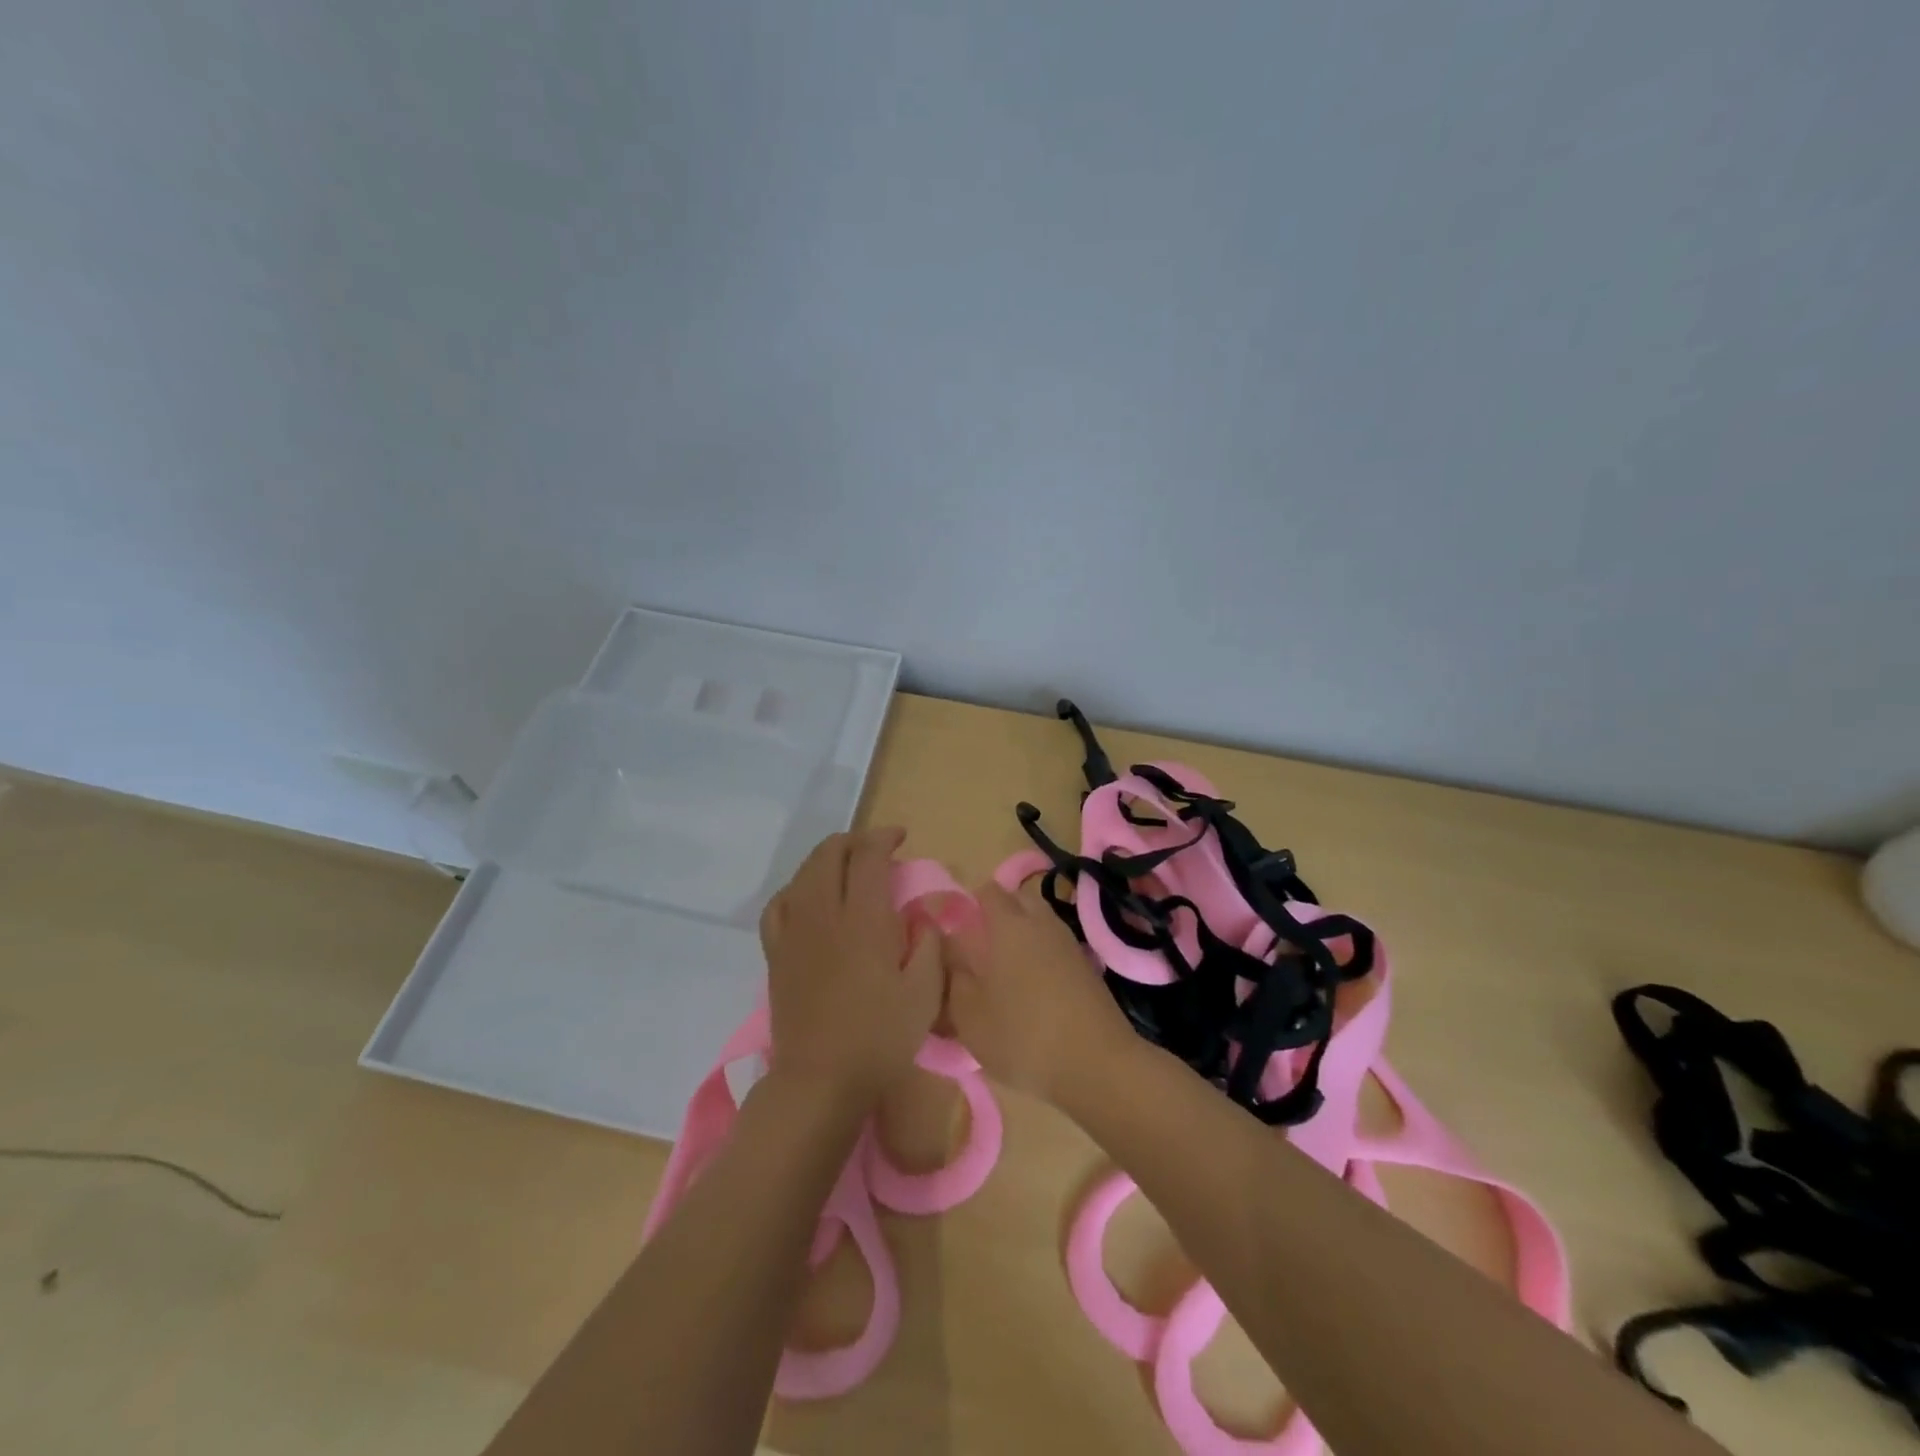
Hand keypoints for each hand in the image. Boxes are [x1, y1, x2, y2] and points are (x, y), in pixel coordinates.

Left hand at [759, 827, 943, 1107]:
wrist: (820, 1081)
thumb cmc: (880, 1038)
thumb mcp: (925, 993)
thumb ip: (929, 945)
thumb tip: (923, 917)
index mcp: (864, 920)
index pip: (868, 857)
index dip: (884, 838)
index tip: (901, 838)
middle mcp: (824, 914)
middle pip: (830, 854)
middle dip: (855, 841)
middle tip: (878, 849)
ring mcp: (794, 932)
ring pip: (803, 873)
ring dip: (827, 858)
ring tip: (847, 867)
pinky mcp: (776, 953)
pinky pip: (779, 905)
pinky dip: (796, 889)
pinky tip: (808, 898)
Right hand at [942, 880, 1135, 1102]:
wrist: (1097, 1064)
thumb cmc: (1023, 1036)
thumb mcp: (969, 1016)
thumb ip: (953, 977)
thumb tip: (949, 950)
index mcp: (1009, 924)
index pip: (987, 891)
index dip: (969, 903)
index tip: (956, 929)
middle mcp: (1041, 922)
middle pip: (1018, 900)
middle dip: (998, 914)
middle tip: (980, 947)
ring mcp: (1069, 942)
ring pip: (1040, 923)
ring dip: (1023, 935)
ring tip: (1005, 971)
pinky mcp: (1087, 966)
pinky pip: (1056, 946)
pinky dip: (1042, 955)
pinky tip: (1033, 988)